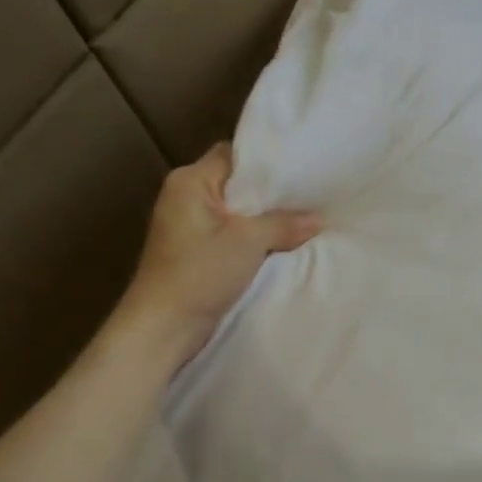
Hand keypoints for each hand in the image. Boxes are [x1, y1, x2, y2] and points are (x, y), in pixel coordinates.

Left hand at [120, 143, 318, 349]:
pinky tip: (284, 244)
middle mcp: (186, 197)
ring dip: (265, 219)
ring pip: (238, 212)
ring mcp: (190, 226)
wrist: (163, 328)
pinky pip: (233, 235)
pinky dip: (255, 239)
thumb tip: (317, 219)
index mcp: (190, 181)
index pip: (233, 154)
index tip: (302, 168)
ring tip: (304, 217)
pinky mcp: (197, 252)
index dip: (267, 159)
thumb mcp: (248, 242)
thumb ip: (284, 224)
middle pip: (237, 183)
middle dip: (271, 192)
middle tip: (310, 194)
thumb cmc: (199, 273)